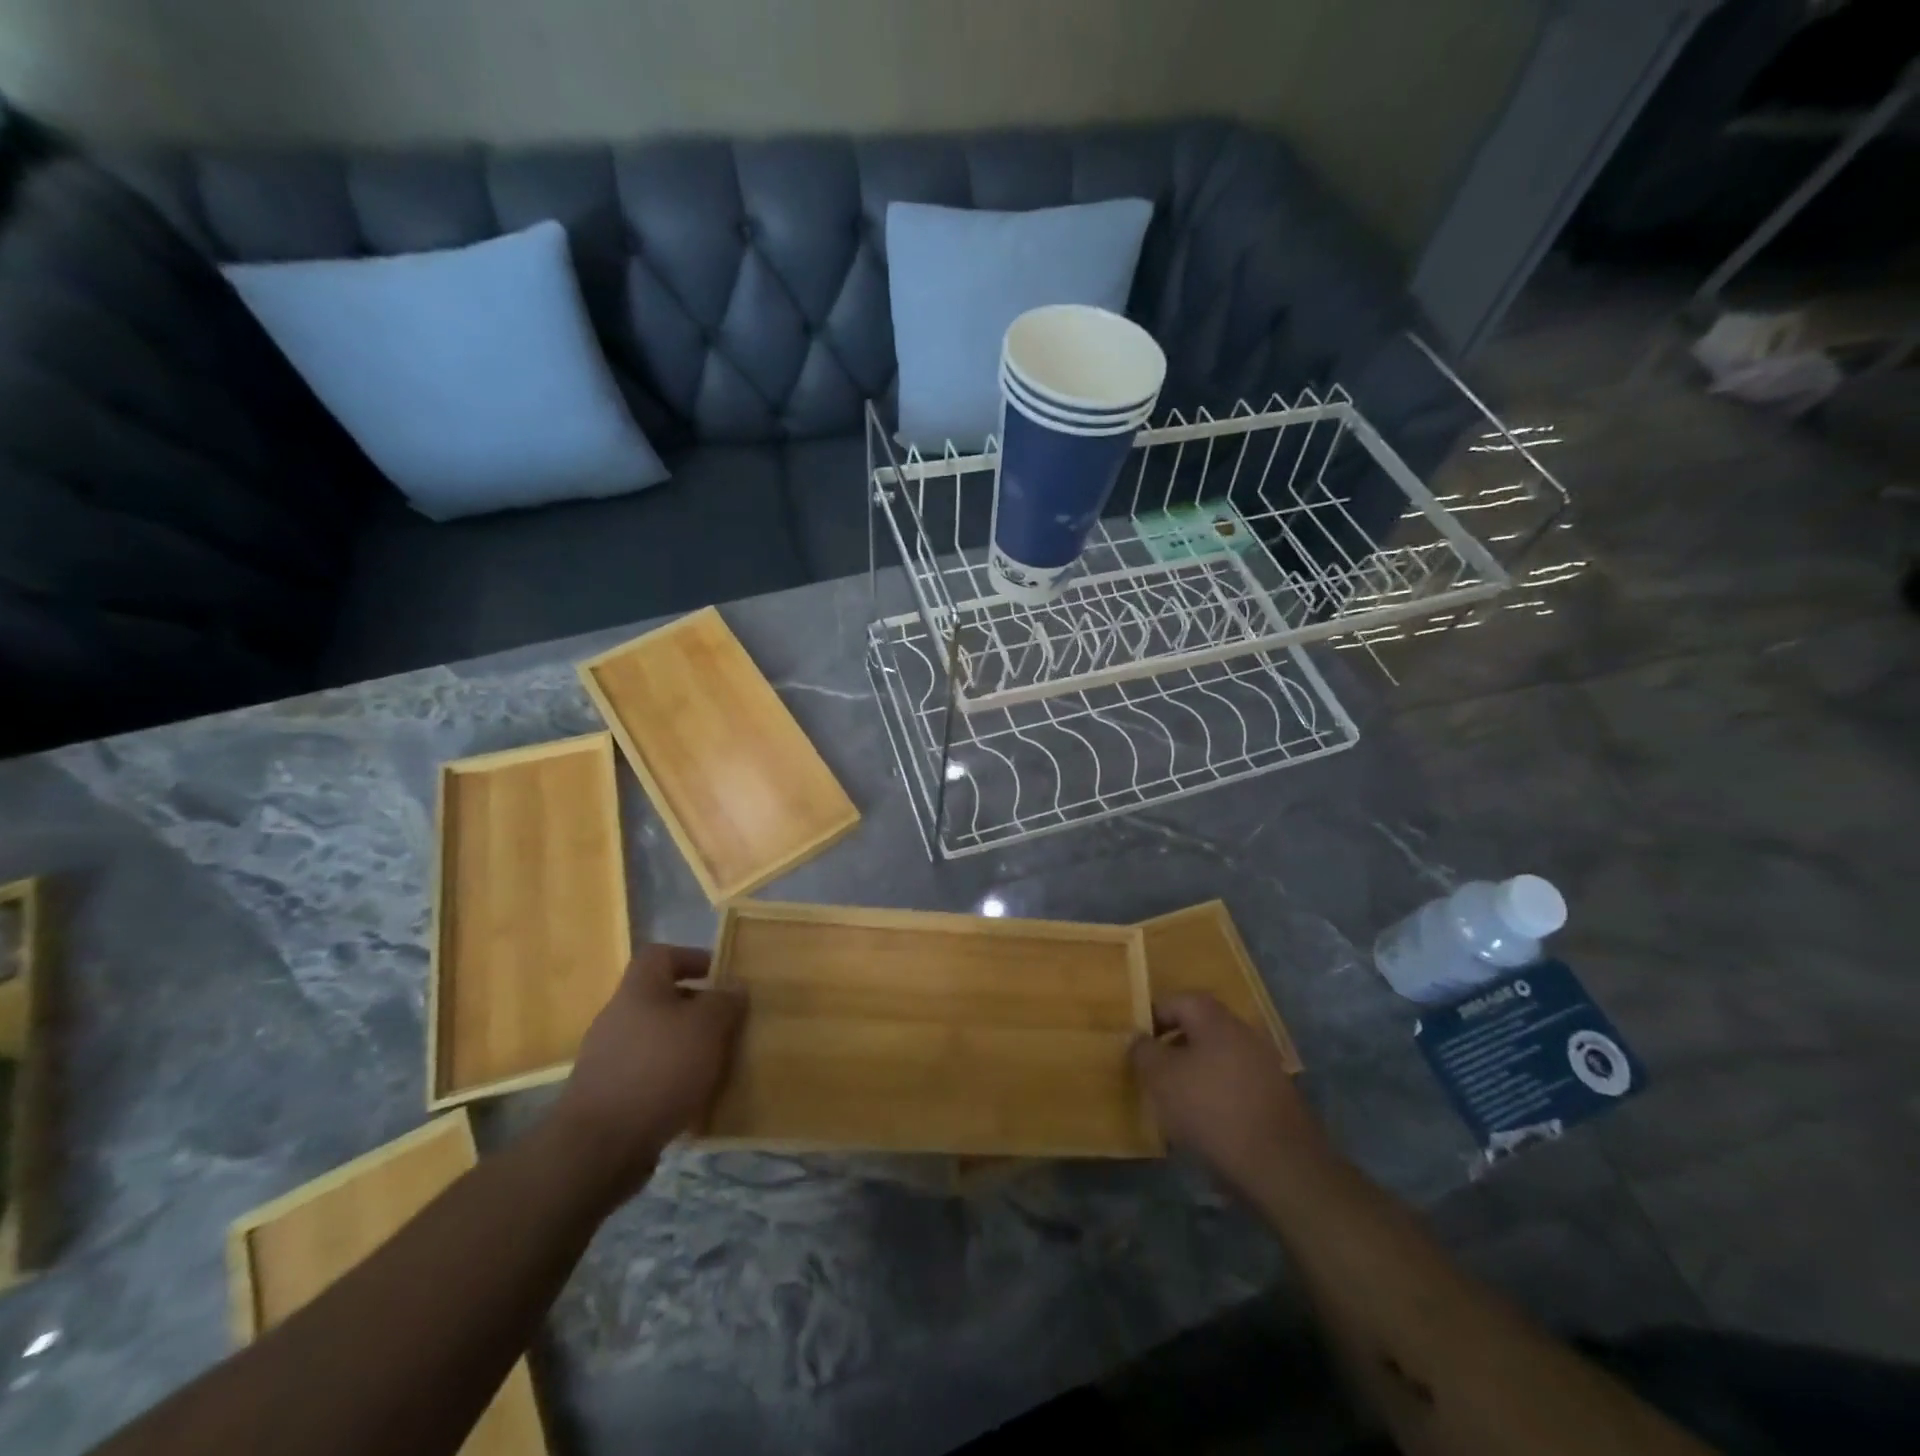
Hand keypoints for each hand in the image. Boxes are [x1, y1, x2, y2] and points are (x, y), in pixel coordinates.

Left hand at [552, 945, 744, 1196]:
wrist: (599, 1147)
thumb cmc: (659, 1070)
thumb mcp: (706, 1027)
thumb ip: (724, 1001)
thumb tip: (735, 985)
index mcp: (639, 989)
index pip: (662, 954)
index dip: (693, 958)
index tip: (723, 975)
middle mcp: (618, 1016)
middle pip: (662, 998)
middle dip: (697, 1009)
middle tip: (730, 1022)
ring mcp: (608, 1058)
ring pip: (658, 1039)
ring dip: (687, 1047)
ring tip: (719, 1063)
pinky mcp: (608, 1095)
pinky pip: (648, 1074)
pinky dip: (672, 1080)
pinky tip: (694, 1099)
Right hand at [1131, 993, 1324, 1195]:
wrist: (1281, 1167)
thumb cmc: (1212, 1110)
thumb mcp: (1161, 1078)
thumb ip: (1143, 1051)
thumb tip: (1139, 1038)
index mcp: (1215, 1019)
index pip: (1177, 1001)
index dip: (1152, 1018)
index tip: (1137, 1046)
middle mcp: (1243, 1033)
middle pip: (1199, 1029)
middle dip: (1173, 1049)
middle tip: (1153, 1074)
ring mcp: (1265, 1065)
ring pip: (1218, 1059)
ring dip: (1195, 1075)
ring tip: (1175, 1104)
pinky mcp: (1276, 1098)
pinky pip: (1236, 1085)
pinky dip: (1217, 1097)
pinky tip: (1206, 1124)